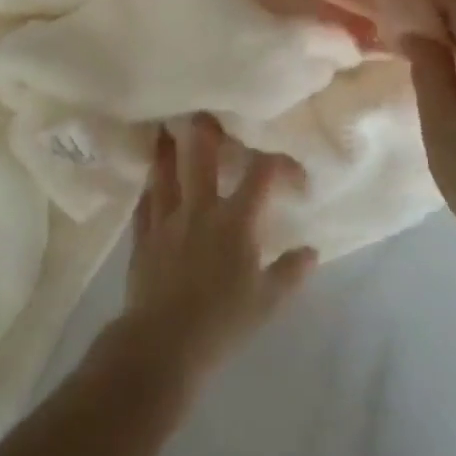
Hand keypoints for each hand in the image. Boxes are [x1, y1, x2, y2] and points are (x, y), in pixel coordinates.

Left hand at [110, 116, 316, 390]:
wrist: (163, 344)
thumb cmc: (223, 322)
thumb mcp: (268, 302)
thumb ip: (290, 273)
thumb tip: (311, 251)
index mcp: (235, 220)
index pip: (262, 174)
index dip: (280, 163)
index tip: (293, 173)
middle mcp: (200, 207)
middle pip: (202, 155)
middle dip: (206, 131)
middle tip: (205, 111)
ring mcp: (167, 219)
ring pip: (165, 172)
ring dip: (167, 150)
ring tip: (164, 129)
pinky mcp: (143, 236)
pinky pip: (144, 203)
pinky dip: (148, 189)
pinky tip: (147, 181)